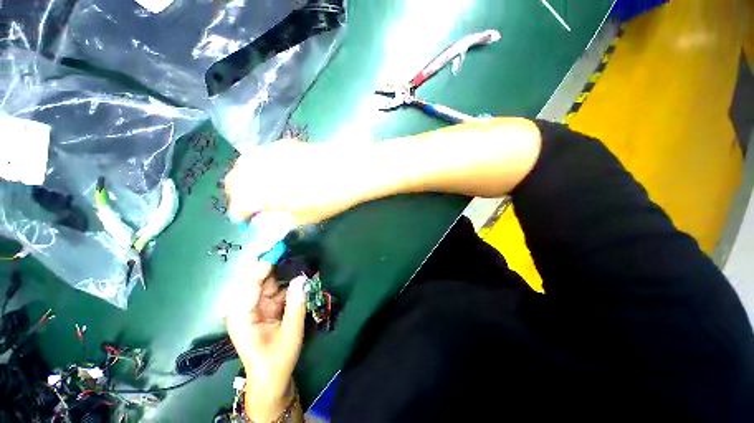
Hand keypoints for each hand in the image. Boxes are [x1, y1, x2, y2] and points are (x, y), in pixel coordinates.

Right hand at [224, 139, 371, 225]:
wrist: (350, 171)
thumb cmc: (330, 199)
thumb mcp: (303, 217)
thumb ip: (277, 218)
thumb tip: (263, 218)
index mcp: (263, 192)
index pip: (238, 204)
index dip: (240, 214)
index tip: (247, 220)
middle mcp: (260, 170)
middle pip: (234, 180)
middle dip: (237, 195)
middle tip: (251, 205)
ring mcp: (271, 153)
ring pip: (244, 164)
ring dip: (245, 178)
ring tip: (258, 189)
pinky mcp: (283, 144)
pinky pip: (260, 154)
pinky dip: (258, 164)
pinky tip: (271, 171)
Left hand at [226, 261, 306, 421]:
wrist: (271, 378)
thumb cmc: (277, 360)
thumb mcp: (290, 335)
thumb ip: (296, 306)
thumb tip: (301, 278)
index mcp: (242, 315)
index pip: (250, 283)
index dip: (264, 264)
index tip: (278, 248)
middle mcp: (246, 305)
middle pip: (257, 277)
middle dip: (273, 260)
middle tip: (289, 244)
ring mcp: (256, 304)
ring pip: (269, 279)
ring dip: (283, 267)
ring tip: (298, 252)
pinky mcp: (266, 304)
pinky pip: (277, 286)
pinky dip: (288, 278)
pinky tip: (301, 269)